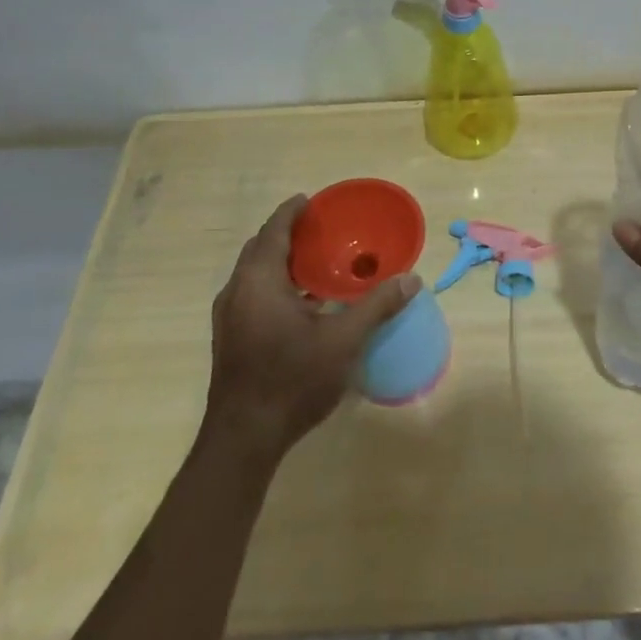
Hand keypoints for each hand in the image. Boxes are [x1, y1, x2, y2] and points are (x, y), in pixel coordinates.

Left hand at [202, 196, 419, 459]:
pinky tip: (305, 303)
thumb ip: (377, 306)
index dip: (291, 212)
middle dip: (287, 235)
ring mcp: (229, 317)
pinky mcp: (231, 338)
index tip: (311, 200)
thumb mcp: (343, 341)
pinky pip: (253, 294)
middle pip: (260, 249)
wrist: (244, 439)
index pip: (273, 231)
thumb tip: (411, 279)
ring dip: (282, 262)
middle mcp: (237, 291)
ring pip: (255, 274)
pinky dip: (277, 285)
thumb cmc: (292, 380)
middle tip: (322, 230)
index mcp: (259, 281)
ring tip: (318, 262)